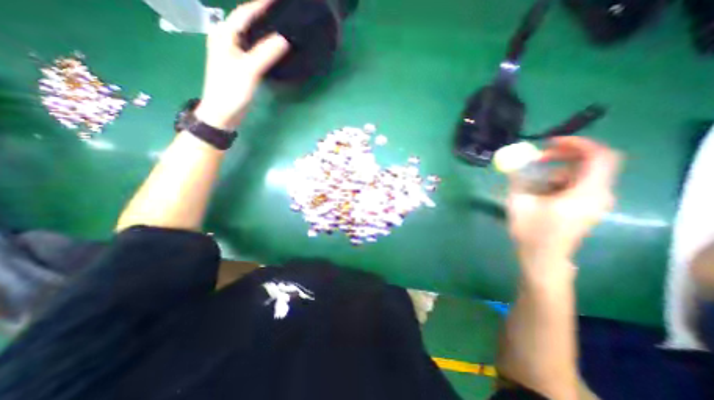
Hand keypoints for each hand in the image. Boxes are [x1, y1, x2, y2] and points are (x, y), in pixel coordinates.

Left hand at [195, 0, 288, 129]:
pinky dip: (265, 47)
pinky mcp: (240, 66)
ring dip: (265, 31)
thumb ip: (266, 53)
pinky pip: (254, 50)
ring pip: (251, 37)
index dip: (261, 5)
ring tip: (282, 28)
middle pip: (247, 22)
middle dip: (264, 15)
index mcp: (225, 35)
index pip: (245, 13)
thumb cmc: (231, 90)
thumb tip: (284, 39)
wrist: (222, 113)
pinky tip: (275, 49)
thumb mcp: (249, 70)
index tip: (277, 0)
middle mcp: (227, 40)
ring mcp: (234, 54)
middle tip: (282, 14)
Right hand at [507, 135, 619, 271]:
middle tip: (539, 158)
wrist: (543, 257)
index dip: (576, 143)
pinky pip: (579, 184)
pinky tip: (540, 190)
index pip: (598, 156)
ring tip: (533, 178)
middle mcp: (599, 194)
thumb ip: (517, 179)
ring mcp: (595, 202)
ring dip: (559, 170)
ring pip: (583, 174)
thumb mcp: (519, 202)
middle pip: (592, 162)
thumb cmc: (531, 231)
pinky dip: (560, 180)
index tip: (549, 143)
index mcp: (586, 192)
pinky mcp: (587, 207)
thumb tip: (514, 162)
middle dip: (564, 155)